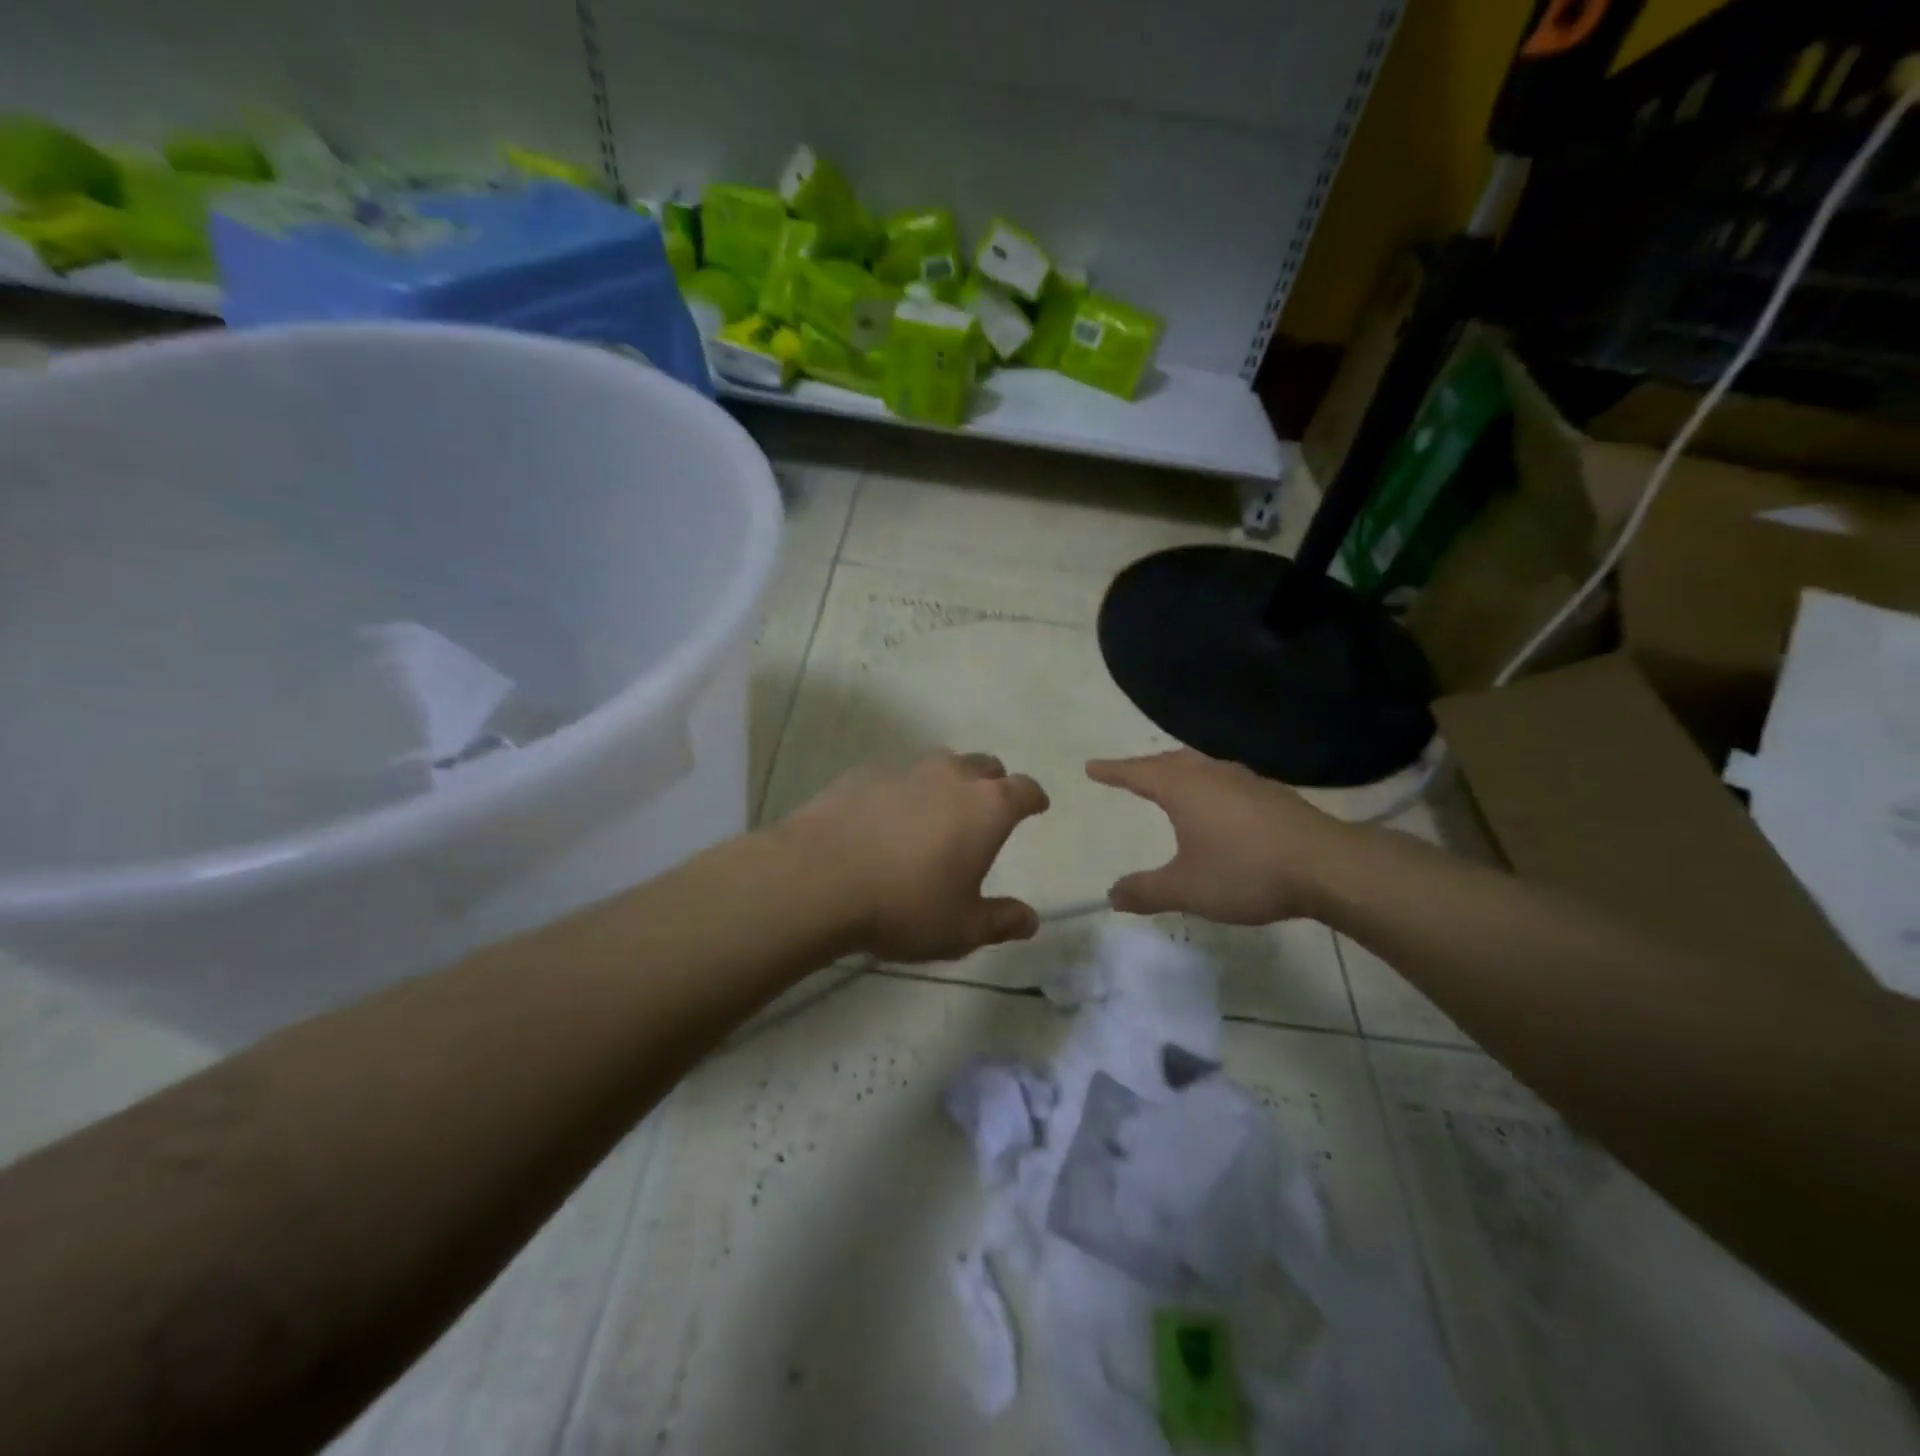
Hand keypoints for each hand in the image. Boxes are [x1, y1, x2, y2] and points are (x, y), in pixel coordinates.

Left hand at [776, 753, 1049, 962]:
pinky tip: (883, 822)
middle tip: (985, 811)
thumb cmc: (905, 905)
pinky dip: (900, 794)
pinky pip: (894, 778)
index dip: (1033, 798)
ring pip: (938, 766)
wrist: (818, 879)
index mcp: (987, 807)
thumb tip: (1031, 920)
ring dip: (946, 784)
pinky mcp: (862, 775)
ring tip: (934, 815)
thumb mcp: (962, 928)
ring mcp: (904, 770)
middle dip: (992, 783)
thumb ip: (1001, 921)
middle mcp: (951, 777)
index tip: (1036, 806)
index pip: (1024, 789)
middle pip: (984, 766)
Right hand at [1086, 749, 1356, 923]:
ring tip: (1171, 784)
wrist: (1327, 866)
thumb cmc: (1245, 872)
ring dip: (1180, 772)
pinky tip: (1220, 805)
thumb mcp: (1186, 889)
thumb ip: (1146, 891)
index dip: (1113, 771)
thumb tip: (1112, 896)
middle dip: (1145, 766)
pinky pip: (1227, 780)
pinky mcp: (1273, 795)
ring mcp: (1246, 781)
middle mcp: (1212, 774)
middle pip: (1171, 761)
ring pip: (1202, 767)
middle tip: (1129, 774)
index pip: (1138, 773)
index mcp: (1184, 789)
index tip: (1092, 767)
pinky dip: (1209, 785)